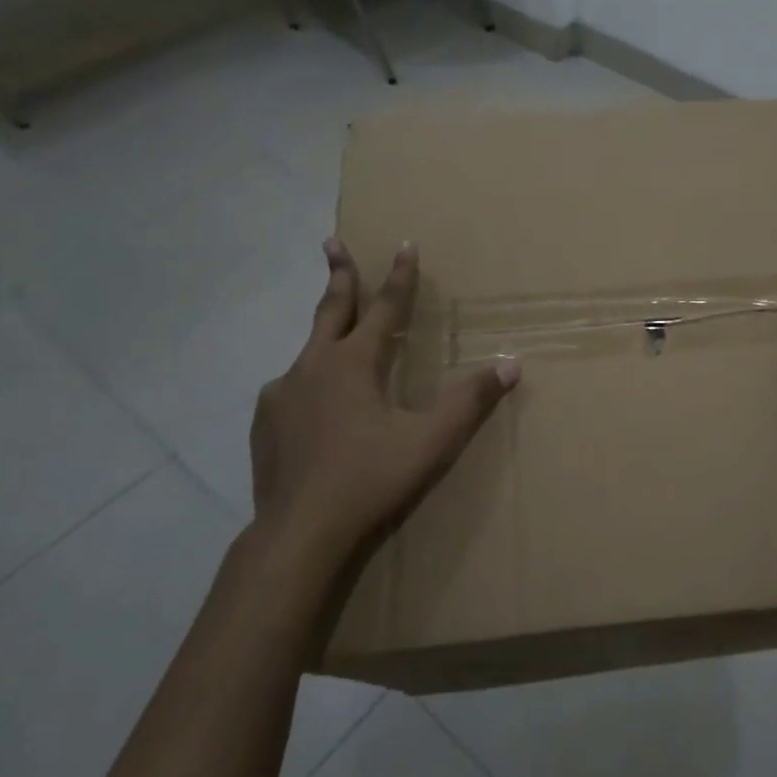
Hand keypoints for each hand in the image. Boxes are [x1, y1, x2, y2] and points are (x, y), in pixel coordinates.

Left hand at [248, 239, 519, 582]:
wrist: (299, 535)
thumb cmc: (371, 480)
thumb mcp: (431, 441)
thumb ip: (471, 401)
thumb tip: (511, 364)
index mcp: (353, 364)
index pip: (384, 307)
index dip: (400, 276)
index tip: (405, 244)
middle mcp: (312, 367)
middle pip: (330, 309)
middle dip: (338, 273)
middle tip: (331, 241)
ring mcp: (281, 394)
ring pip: (309, 351)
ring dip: (325, 333)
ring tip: (334, 336)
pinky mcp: (264, 423)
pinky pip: (291, 388)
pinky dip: (309, 381)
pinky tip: (314, 404)